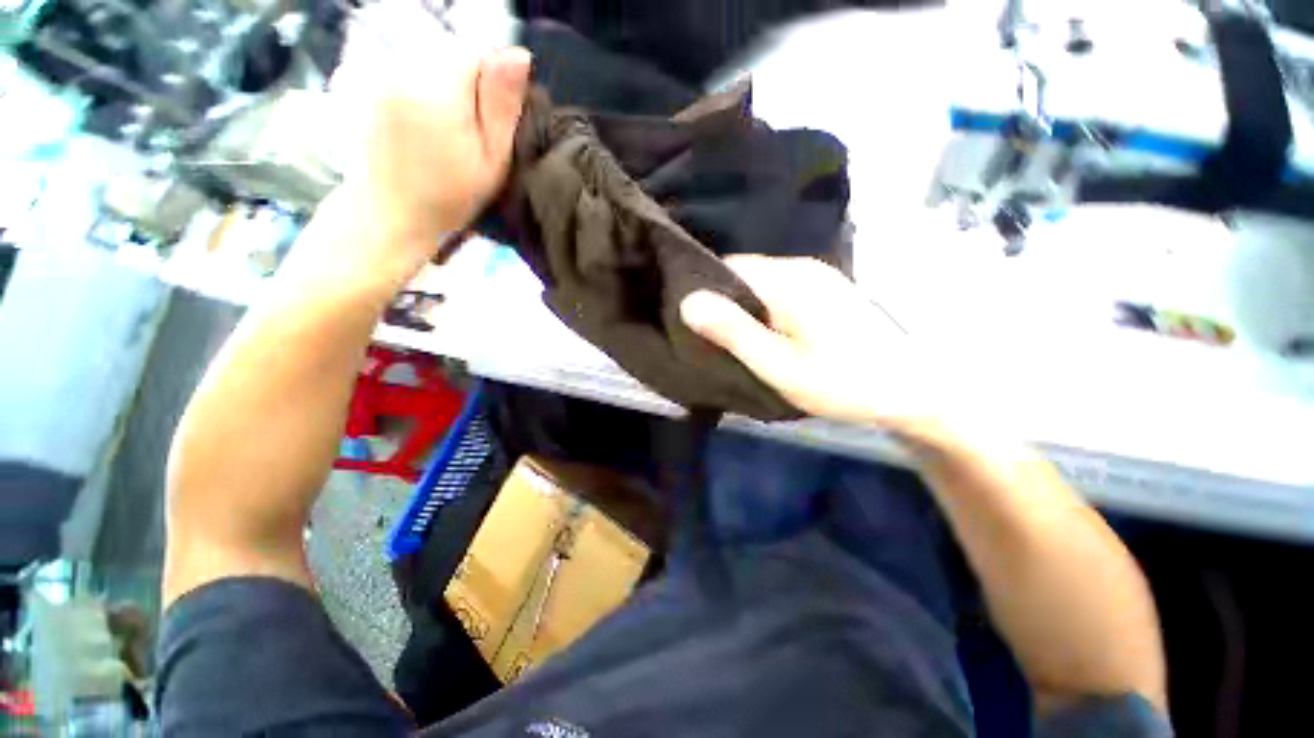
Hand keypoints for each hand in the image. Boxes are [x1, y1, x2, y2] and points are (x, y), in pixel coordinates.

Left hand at [317, 45, 530, 284]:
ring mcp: (385, 73)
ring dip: (452, 88)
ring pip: (436, 62)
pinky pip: (415, 71)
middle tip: (477, 132)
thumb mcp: (492, 160)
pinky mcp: (375, 82)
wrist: (391, 212)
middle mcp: (406, 68)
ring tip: (453, 131)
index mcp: (439, 88)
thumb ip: (502, 105)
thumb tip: (519, 54)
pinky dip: (430, 91)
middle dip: (474, 84)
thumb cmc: (450, 197)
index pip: (479, 53)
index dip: (497, 83)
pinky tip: (431, 125)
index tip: (498, 120)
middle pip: (455, 54)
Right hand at [680, 256, 960, 436]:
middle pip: (743, 275)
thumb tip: (688, 303)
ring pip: (759, 285)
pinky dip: (763, 313)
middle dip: (723, 304)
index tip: (691, 325)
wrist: (912, 389)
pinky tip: (765, 338)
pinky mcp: (823, 291)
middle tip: (711, 341)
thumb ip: (735, 333)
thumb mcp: (780, 365)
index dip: (703, 292)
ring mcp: (816, 277)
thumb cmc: (843, 382)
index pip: (727, 267)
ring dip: (743, 311)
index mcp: (788, 279)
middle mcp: (801, 267)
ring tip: (734, 343)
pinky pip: (778, 293)